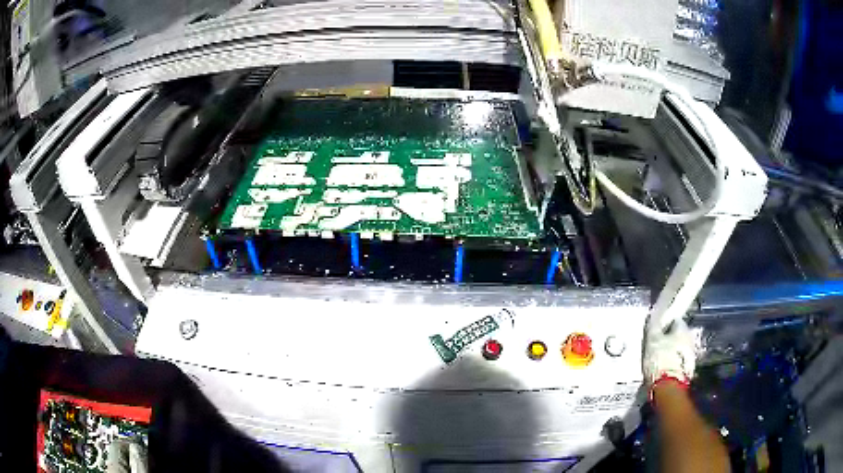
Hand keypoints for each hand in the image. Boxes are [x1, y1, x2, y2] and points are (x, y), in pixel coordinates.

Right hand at [642, 317, 697, 388]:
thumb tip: (654, 313)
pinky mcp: (688, 369)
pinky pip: (679, 362)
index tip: (655, 332)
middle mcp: (691, 339)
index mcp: (683, 328)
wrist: (667, 387)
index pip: (674, 320)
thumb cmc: (660, 359)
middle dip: (669, 339)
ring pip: (679, 349)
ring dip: (671, 352)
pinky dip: (673, 363)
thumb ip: (654, 325)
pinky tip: (663, 369)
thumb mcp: (652, 339)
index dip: (664, 325)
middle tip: (656, 346)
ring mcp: (691, 355)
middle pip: (678, 335)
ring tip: (658, 360)